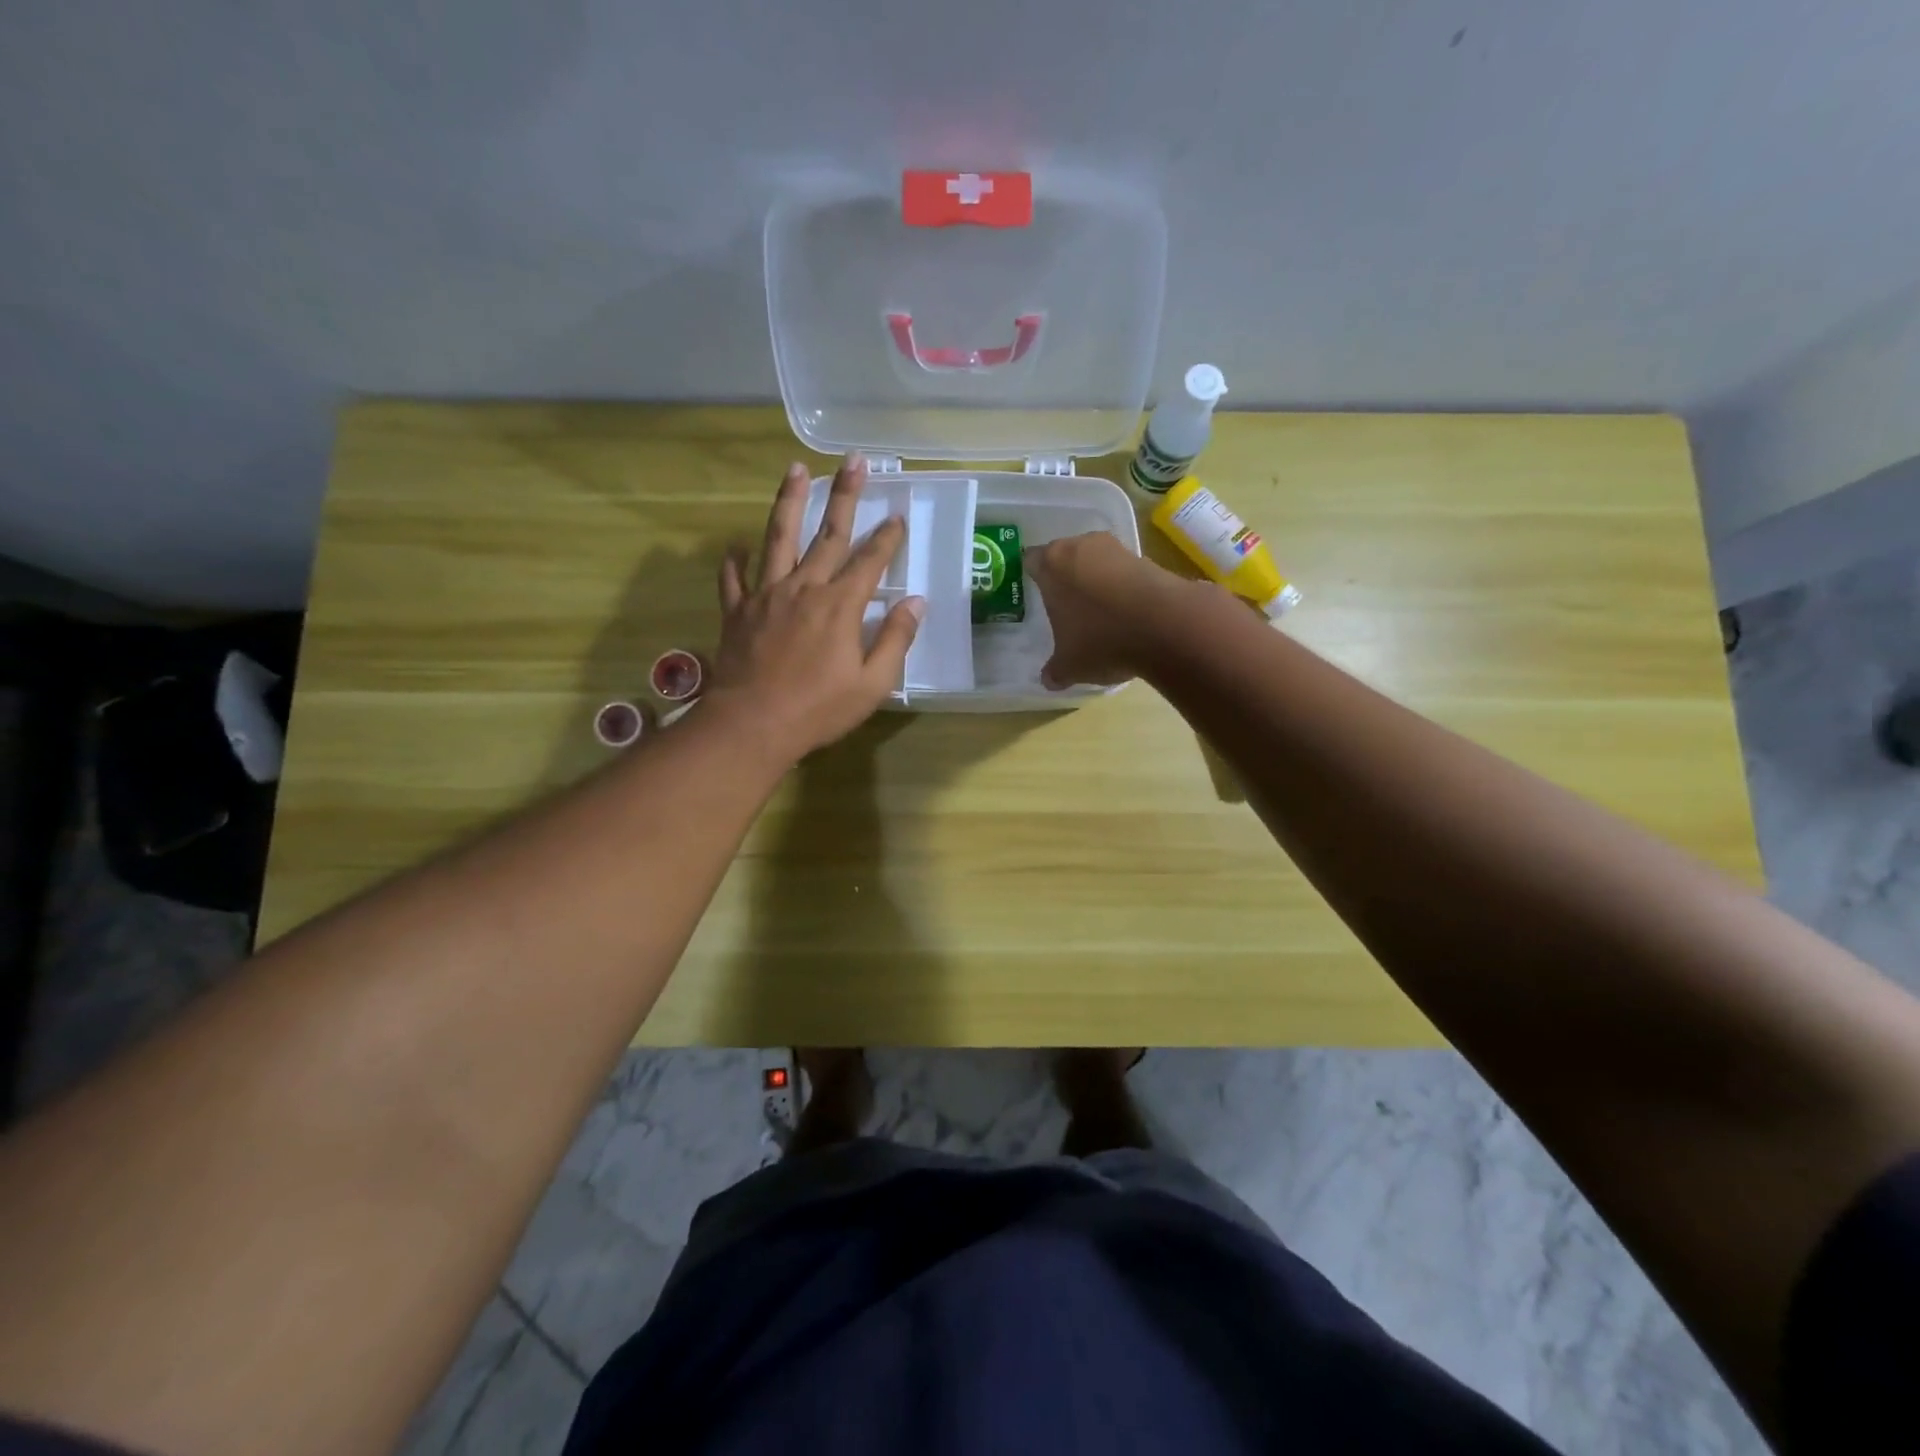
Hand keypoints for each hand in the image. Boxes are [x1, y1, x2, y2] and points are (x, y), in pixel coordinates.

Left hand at [708, 455, 923, 759]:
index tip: (897, 514)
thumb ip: (895, 640)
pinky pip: (733, 578)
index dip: (887, 537)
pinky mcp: (737, 612)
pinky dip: (734, 560)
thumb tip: (915, 602)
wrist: (752, 726)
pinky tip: (735, 545)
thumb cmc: (818, 709)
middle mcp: (803, 588)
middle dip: (845, 496)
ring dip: (788, 501)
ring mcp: (765, 595)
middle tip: (854, 461)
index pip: (870, 560)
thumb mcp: (872, 684)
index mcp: (839, 605)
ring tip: (795, 469)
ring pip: (778, 538)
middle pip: (827, 534)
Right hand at [1027, 532, 1193, 688]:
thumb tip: (1049, 679)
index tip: (1036, 596)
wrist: (1166, 626)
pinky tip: (1126, 615)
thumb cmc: (1101, 638)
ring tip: (1097, 614)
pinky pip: (1124, 574)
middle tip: (1064, 607)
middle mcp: (1082, 546)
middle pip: (1066, 558)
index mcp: (1052, 564)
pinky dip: (1122, 589)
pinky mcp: (1148, 559)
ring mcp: (1117, 549)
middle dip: (1065, 579)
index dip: (1032, 577)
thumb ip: (1055, 670)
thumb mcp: (1070, 665)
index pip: (1031, 561)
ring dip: (1096, 582)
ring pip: (1097, 563)